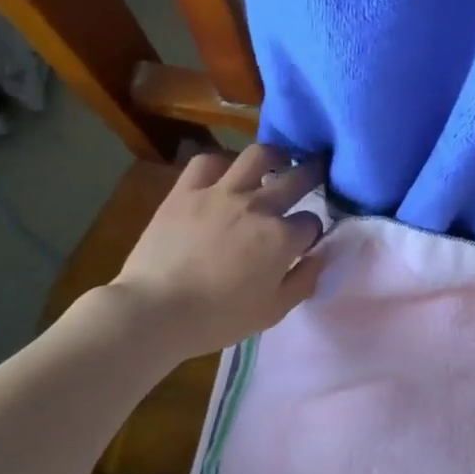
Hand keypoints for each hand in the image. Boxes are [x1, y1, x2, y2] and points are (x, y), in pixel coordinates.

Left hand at [105, 145, 326, 359]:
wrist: (154, 312)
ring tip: (277, 160)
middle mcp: (258, 206)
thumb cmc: (217, 319)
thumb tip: (320, 255)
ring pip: (258, 154)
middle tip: (316, 172)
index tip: (305, 240)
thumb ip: (304, 280)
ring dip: (275, 155)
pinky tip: (225, 173)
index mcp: (281, 237)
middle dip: (314, 174)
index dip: (312, 231)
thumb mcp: (273, 312)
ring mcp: (221, 192)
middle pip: (298, 177)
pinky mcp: (186, 190)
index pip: (312, 222)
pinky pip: (208, 160)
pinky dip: (221, 163)